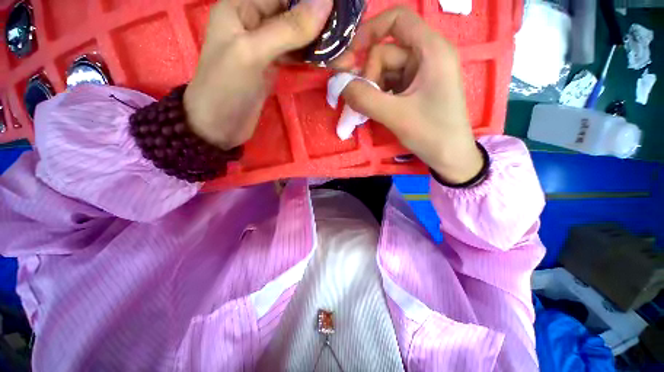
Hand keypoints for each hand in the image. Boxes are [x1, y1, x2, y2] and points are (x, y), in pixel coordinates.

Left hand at [184, 0, 332, 149]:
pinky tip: (330, 60)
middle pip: (293, 13)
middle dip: (321, 22)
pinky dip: (312, 57)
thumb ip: (288, 29)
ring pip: (297, 36)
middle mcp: (254, 20)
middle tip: (349, 32)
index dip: (312, 1)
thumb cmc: (226, 87)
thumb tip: (325, 2)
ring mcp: (265, 45)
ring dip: (320, 42)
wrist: (220, 126)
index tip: (340, 9)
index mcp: (242, 6)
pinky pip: (296, 55)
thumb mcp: (253, 53)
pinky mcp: (273, 66)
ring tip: (346, 49)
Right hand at [333, 7, 482, 183]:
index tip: (350, 56)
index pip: (397, 20)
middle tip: (356, 101)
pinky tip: (372, 110)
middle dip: (367, 76)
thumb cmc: (431, 133)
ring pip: (384, 72)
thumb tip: (339, 85)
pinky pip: (389, 85)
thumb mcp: (396, 115)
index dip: (370, 31)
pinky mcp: (415, 90)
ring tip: (363, 110)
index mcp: (431, 50)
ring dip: (370, 89)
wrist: (450, 156)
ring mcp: (420, 74)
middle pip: (385, 53)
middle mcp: (426, 56)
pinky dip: (377, 96)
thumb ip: (365, 98)